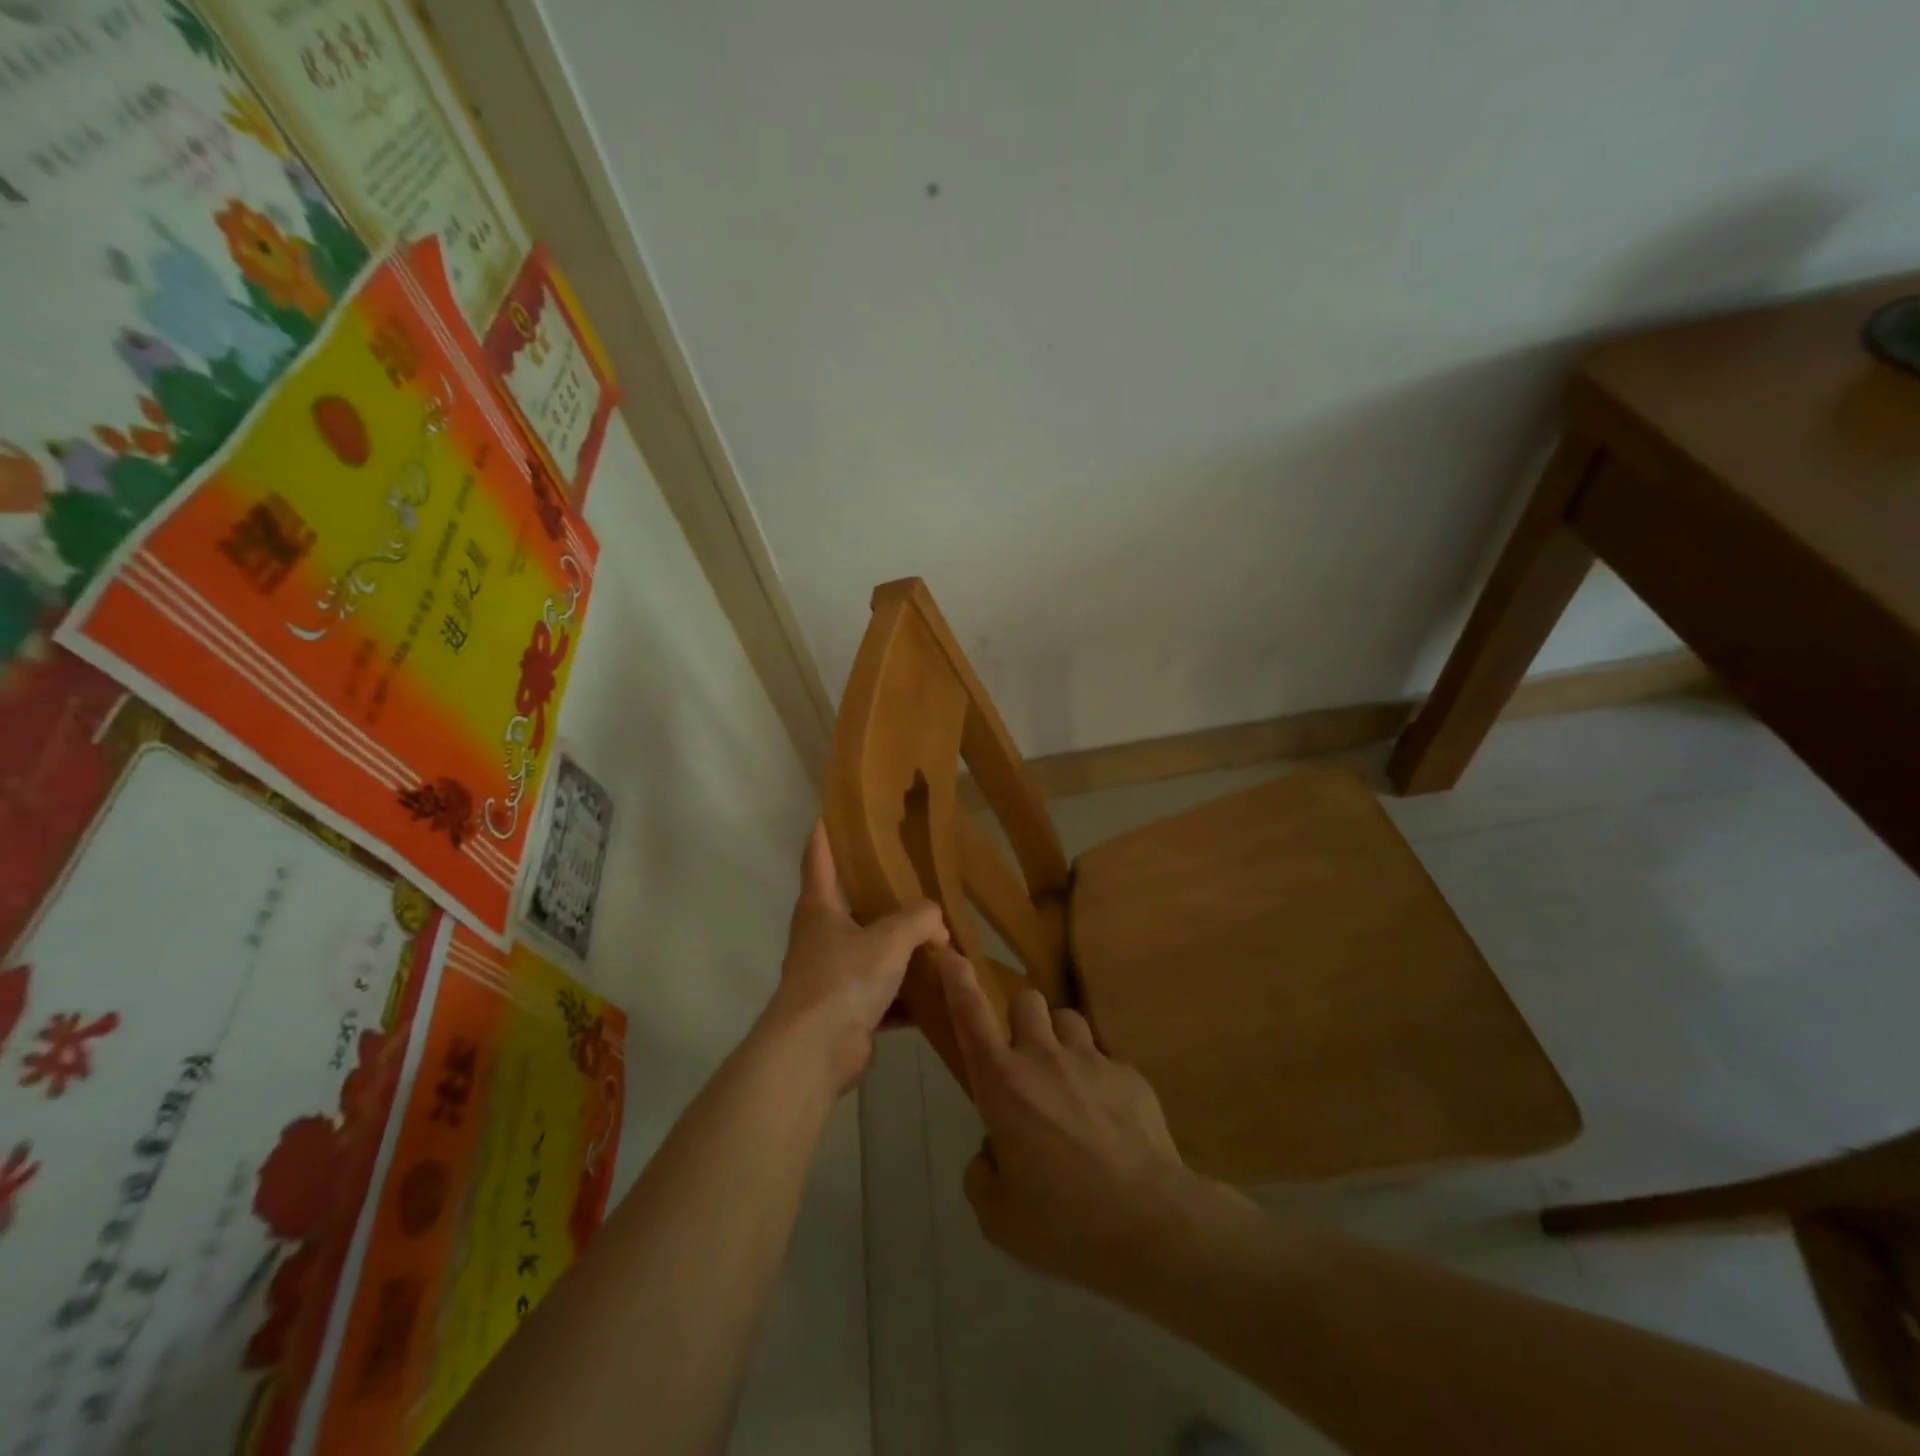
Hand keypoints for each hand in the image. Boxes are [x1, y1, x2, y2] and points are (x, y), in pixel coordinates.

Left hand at [760, 822, 947, 1094]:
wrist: (815, 1051)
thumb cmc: (843, 978)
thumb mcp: (889, 939)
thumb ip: (919, 920)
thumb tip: (938, 920)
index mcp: (820, 907)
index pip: (819, 857)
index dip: (825, 832)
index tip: (831, 809)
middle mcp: (822, 936)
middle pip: (851, 905)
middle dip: (880, 894)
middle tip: (914, 875)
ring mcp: (833, 975)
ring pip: (872, 952)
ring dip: (901, 950)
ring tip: (940, 936)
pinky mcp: (847, 1010)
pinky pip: (885, 994)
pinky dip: (908, 995)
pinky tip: (940, 991)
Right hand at [938, 947, 1231, 1300]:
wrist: (1151, 1224)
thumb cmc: (1064, 1223)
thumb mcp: (999, 1217)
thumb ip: (983, 1175)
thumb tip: (993, 1152)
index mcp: (1003, 1083)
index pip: (971, 1015)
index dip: (958, 980)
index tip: (950, 952)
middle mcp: (1044, 1056)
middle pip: (1027, 999)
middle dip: (1021, 1019)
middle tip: (1025, 1058)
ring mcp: (1091, 1059)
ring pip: (1068, 1019)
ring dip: (1060, 1041)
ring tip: (1068, 1083)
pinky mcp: (1130, 1072)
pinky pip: (1105, 1058)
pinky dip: (1098, 1078)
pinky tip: (1109, 1120)